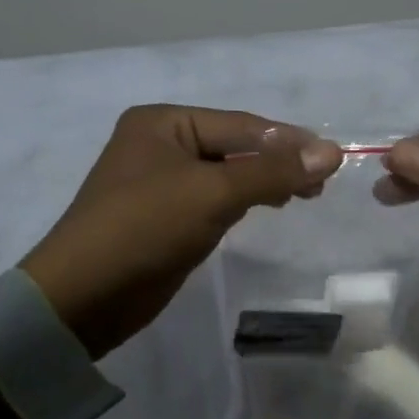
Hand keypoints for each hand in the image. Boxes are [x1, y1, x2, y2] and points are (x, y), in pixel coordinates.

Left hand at [21, 105, 341, 358]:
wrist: (84, 297)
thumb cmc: (144, 228)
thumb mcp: (212, 193)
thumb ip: (272, 171)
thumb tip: (333, 152)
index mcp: (163, 122)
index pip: (240, 125)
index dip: (288, 140)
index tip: (334, 157)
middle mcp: (161, 144)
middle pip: (235, 147)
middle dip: (278, 162)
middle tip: (322, 183)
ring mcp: (162, 182)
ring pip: (227, 174)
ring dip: (264, 182)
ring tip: (305, 194)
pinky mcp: (166, 218)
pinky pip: (214, 200)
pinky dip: (243, 201)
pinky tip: (270, 206)